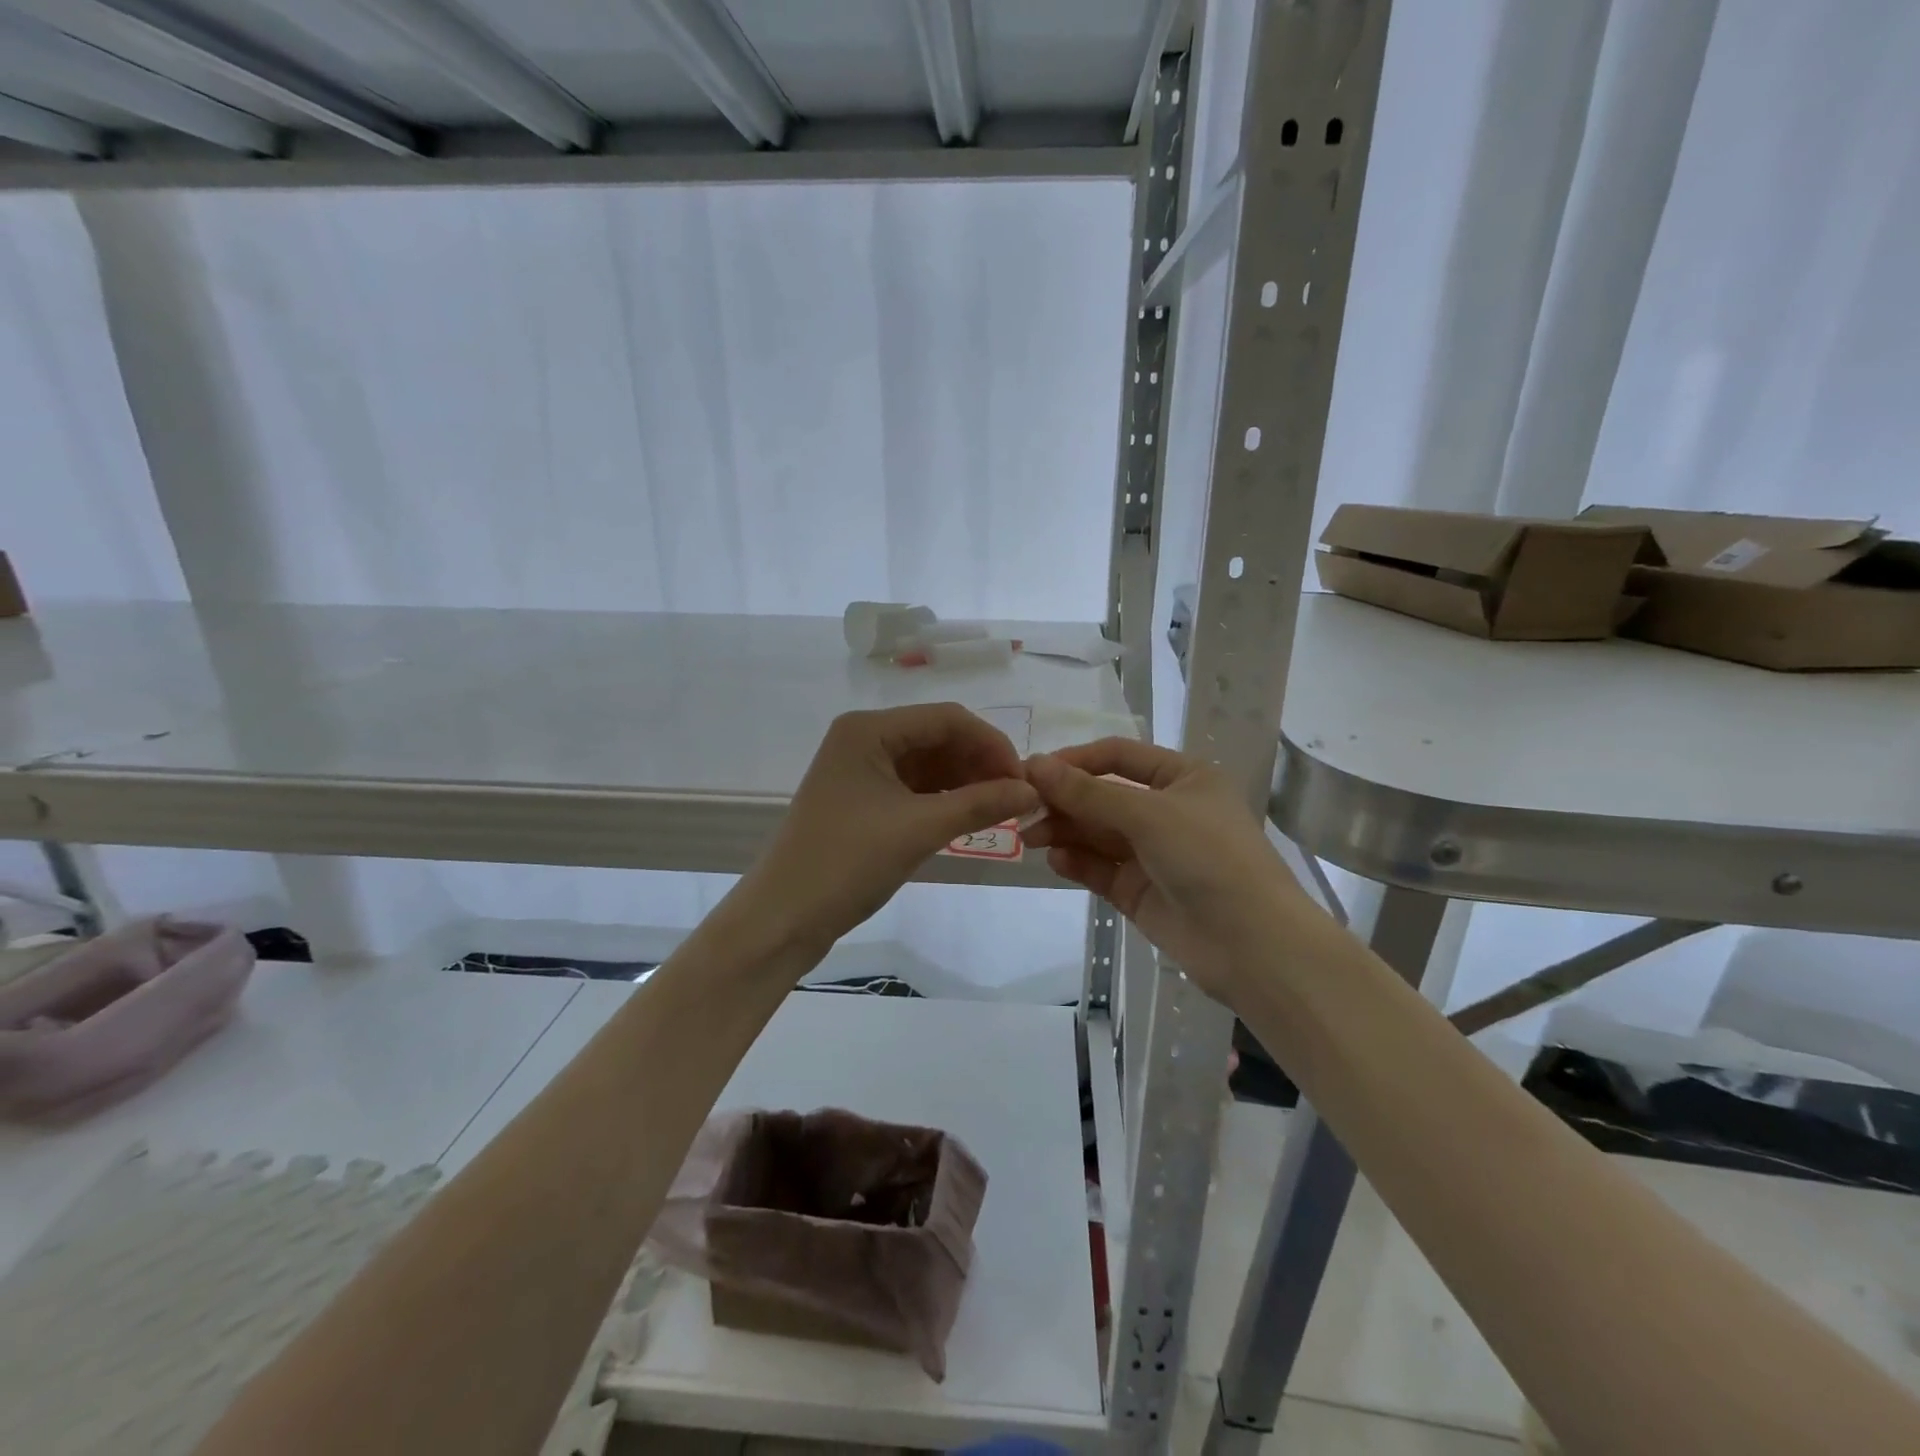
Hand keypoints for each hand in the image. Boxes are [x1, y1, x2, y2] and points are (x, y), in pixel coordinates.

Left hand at [747, 704, 1040, 950]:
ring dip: (964, 781)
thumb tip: (1032, 791)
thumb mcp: (919, 829)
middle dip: (979, 763)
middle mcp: (864, 738)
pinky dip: (943, 799)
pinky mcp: (862, 799)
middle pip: (937, 737)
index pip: (946, 719)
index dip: (991, 744)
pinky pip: (913, 787)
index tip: (1024, 779)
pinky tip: (970, 815)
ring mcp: (861, 770)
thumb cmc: (847, 862)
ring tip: (1001, 808)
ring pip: (927, 764)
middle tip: (1017, 797)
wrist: (784, 917)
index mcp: (869, 729)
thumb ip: (979, 804)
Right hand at [1024, 739, 1314, 1001]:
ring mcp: (1152, 853)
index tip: (1033, 771)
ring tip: (1032, 836)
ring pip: (1097, 833)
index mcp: (1182, 778)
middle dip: (1065, 800)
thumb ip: (1089, 793)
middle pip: (1103, 795)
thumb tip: (1035, 764)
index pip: (1118, 756)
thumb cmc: (1210, 859)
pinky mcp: (1139, 891)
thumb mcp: (1149, 815)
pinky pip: (1100, 868)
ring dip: (1065, 830)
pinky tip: (1057, 860)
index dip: (1075, 761)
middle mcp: (1167, 810)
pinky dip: (1078, 862)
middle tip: (1023, 809)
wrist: (1253, 946)